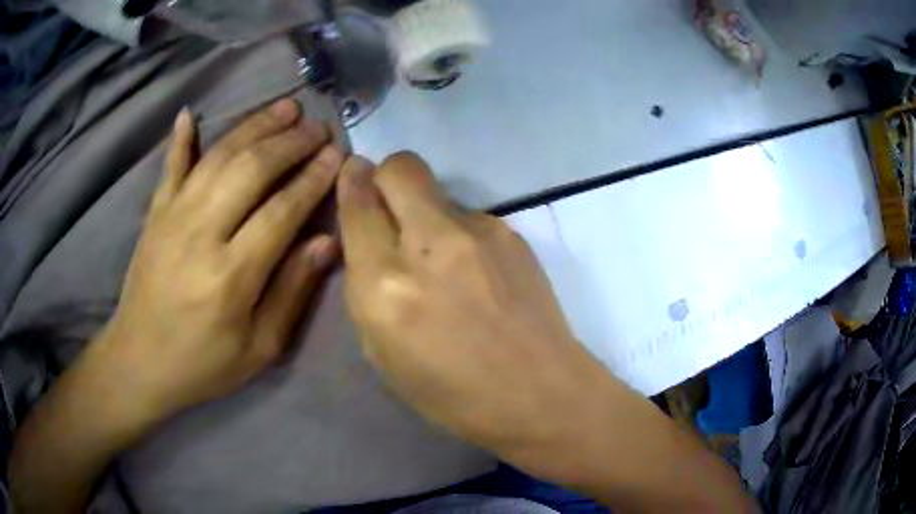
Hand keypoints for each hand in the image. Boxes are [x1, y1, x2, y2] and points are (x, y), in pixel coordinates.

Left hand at [94, 98, 341, 423]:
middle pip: (251, 170)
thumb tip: (326, 241)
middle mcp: (200, 234)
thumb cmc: (203, 364)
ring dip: (254, 126)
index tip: (337, 155)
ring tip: (284, 108)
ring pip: (218, 156)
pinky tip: (190, 114)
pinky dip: (180, 139)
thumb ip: (292, 292)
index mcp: (231, 276)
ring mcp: (172, 217)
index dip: (313, 178)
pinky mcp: (154, 215)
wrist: (139, 363)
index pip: (281, 210)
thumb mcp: (259, 348)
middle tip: (318, 127)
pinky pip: (170, 167)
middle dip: (290, 142)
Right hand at [336, 152, 608, 459]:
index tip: (353, 176)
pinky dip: (459, 235)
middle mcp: (430, 245)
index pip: (358, 205)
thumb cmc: (452, 393)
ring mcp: (479, 233)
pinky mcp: (511, 233)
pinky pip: (469, 217)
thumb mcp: (382, 353)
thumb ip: (366, 287)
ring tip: (444, 263)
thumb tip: (366, 240)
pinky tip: (477, 274)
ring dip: (425, 213)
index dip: (350, 184)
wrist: (540, 393)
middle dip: (385, 176)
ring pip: (437, 191)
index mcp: (386, 286)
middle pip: (400, 167)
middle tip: (389, 207)